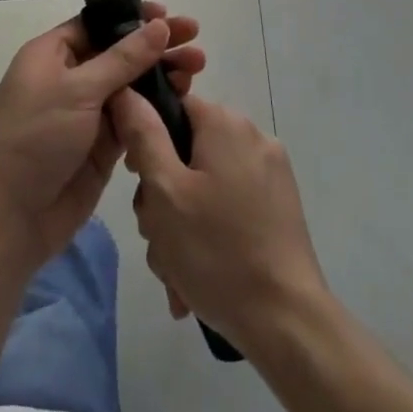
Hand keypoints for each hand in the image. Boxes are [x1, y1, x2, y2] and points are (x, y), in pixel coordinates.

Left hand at [0, 3, 205, 265]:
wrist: (16, 214)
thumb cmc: (38, 137)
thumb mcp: (79, 90)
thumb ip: (123, 58)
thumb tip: (158, 25)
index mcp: (50, 55)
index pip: (96, 24)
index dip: (131, 17)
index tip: (167, 14)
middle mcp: (69, 78)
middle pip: (119, 52)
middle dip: (156, 46)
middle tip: (195, 40)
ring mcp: (87, 111)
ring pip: (131, 84)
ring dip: (162, 74)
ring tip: (197, 68)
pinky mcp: (103, 142)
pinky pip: (135, 116)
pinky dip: (157, 106)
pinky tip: (184, 98)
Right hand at [110, 90, 329, 355]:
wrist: (285, 320)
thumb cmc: (215, 250)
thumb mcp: (164, 191)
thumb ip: (142, 135)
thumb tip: (126, 91)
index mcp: (225, 123)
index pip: (171, 107)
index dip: (145, 140)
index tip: (138, 182)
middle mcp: (253, 137)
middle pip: (186, 151)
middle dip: (162, 196)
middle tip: (157, 235)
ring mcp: (271, 173)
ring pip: (204, 185)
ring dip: (181, 223)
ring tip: (176, 269)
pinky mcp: (279, 206)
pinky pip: (228, 205)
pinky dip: (209, 233)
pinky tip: (198, 275)